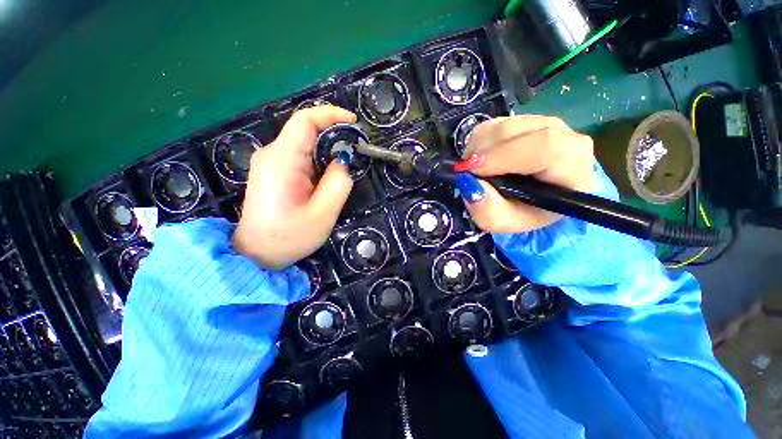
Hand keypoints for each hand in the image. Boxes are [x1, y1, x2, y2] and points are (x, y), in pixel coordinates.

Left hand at [232, 106, 355, 269]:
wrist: (257, 253)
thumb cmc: (289, 237)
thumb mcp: (323, 214)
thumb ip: (338, 184)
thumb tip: (343, 161)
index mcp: (282, 161)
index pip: (304, 121)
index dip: (330, 114)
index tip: (353, 122)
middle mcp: (272, 154)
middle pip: (304, 130)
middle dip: (332, 135)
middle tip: (354, 152)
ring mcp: (269, 162)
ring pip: (303, 144)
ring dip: (326, 151)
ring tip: (341, 170)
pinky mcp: (272, 171)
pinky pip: (298, 156)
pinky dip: (317, 160)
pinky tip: (325, 178)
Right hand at [459, 115, 593, 233]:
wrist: (533, 199)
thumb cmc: (523, 213)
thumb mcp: (503, 222)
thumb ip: (487, 210)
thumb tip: (468, 184)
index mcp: (571, 168)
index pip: (543, 147)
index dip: (502, 155)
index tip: (471, 169)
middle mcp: (565, 137)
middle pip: (517, 131)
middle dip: (483, 151)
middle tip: (466, 171)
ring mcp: (546, 123)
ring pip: (502, 125)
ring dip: (478, 148)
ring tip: (476, 170)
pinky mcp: (526, 119)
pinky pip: (495, 123)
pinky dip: (479, 141)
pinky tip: (482, 159)